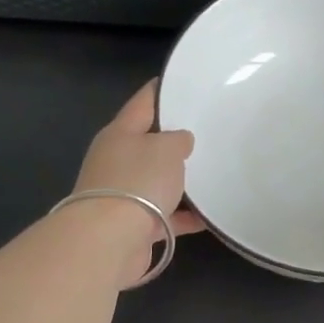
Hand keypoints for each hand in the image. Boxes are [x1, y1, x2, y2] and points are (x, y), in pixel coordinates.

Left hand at [72, 82, 204, 286]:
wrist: (110, 240)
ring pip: (158, 181)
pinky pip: (166, 215)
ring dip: (181, 181)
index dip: (160, 91)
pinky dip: (186, 216)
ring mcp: (124, 195)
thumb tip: (180, 142)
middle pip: (149, 144)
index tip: (178, 82)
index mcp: (120, 133)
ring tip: (213, 174)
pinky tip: (210, 217)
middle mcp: (117, 161)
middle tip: (207, 131)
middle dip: (174, 140)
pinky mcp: (134, 225)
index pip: (143, 103)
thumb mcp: (166, 148)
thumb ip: (179, 139)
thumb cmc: (138, 181)